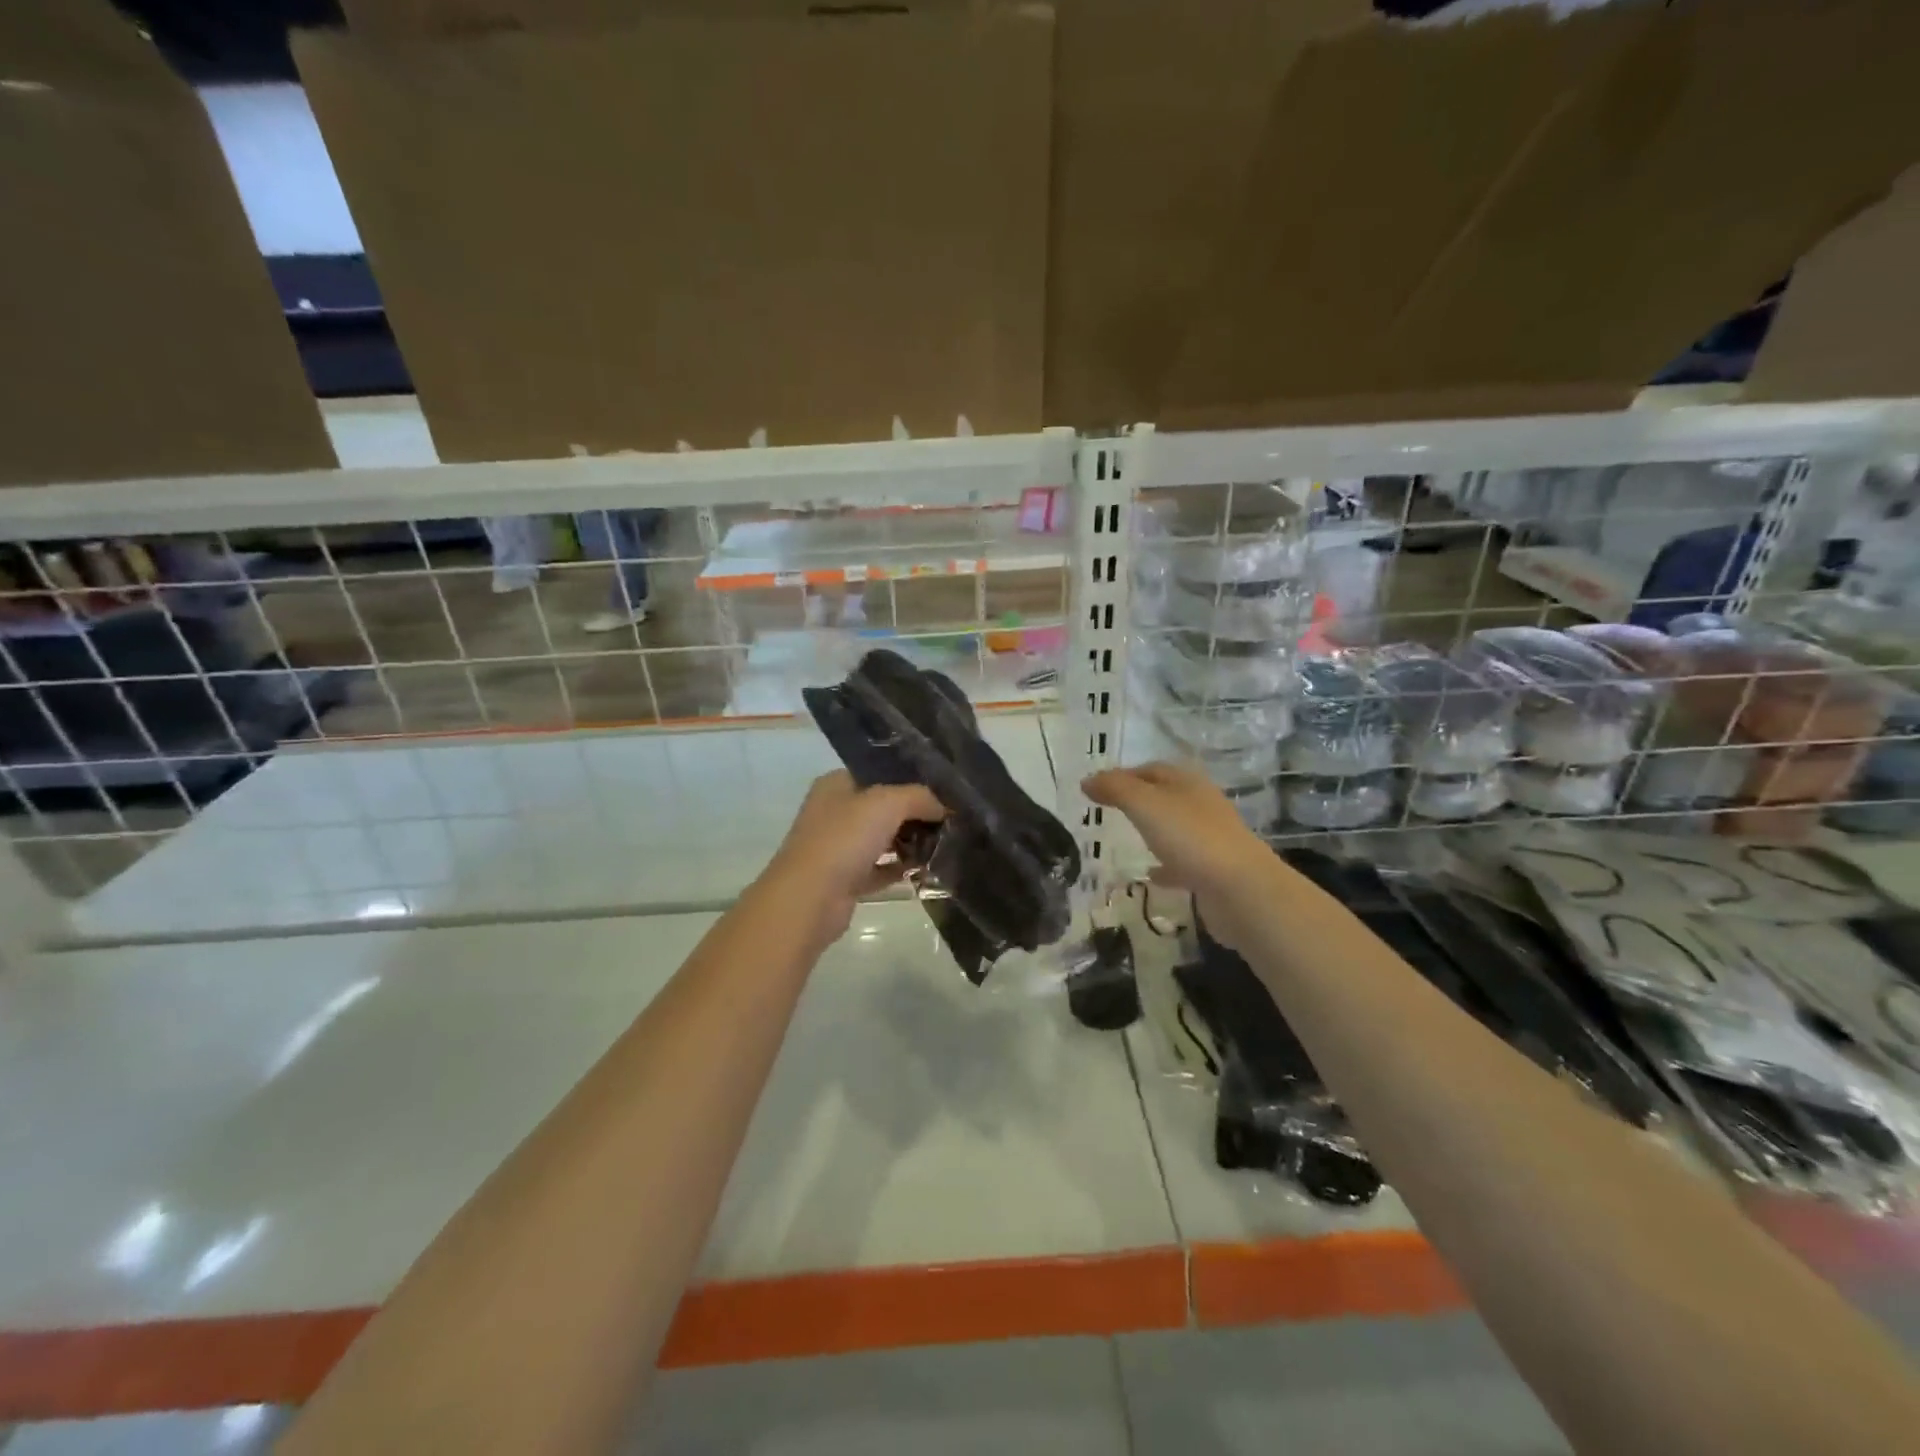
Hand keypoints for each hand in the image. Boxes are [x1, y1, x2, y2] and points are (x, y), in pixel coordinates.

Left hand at [759, 771, 944, 949]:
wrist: (810, 898)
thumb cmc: (844, 839)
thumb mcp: (887, 803)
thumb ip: (919, 797)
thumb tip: (944, 806)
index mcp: (836, 785)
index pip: (878, 773)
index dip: (910, 778)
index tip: (944, 789)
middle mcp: (835, 812)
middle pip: (883, 807)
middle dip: (915, 813)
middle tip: (950, 818)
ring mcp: (838, 847)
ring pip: (882, 839)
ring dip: (910, 842)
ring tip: (944, 843)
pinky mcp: (846, 879)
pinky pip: (881, 869)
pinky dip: (901, 869)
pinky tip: (926, 869)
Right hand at [1082, 762, 1284, 949]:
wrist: (1239, 889)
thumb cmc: (1190, 837)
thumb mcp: (1144, 804)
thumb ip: (1115, 789)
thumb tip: (1087, 780)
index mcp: (1187, 782)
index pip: (1151, 769)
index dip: (1123, 775)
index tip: (1096, 788)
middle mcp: (1201, 804)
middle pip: (1165, 795)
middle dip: (1138, 800)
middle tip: (1109, 810)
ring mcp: (1210, 838)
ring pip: (1174, 828)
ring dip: (1153, 830)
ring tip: (1125, 839)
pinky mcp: (1213, 870)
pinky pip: (1182, 862)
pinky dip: (1165, 864)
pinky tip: (1150, 874)